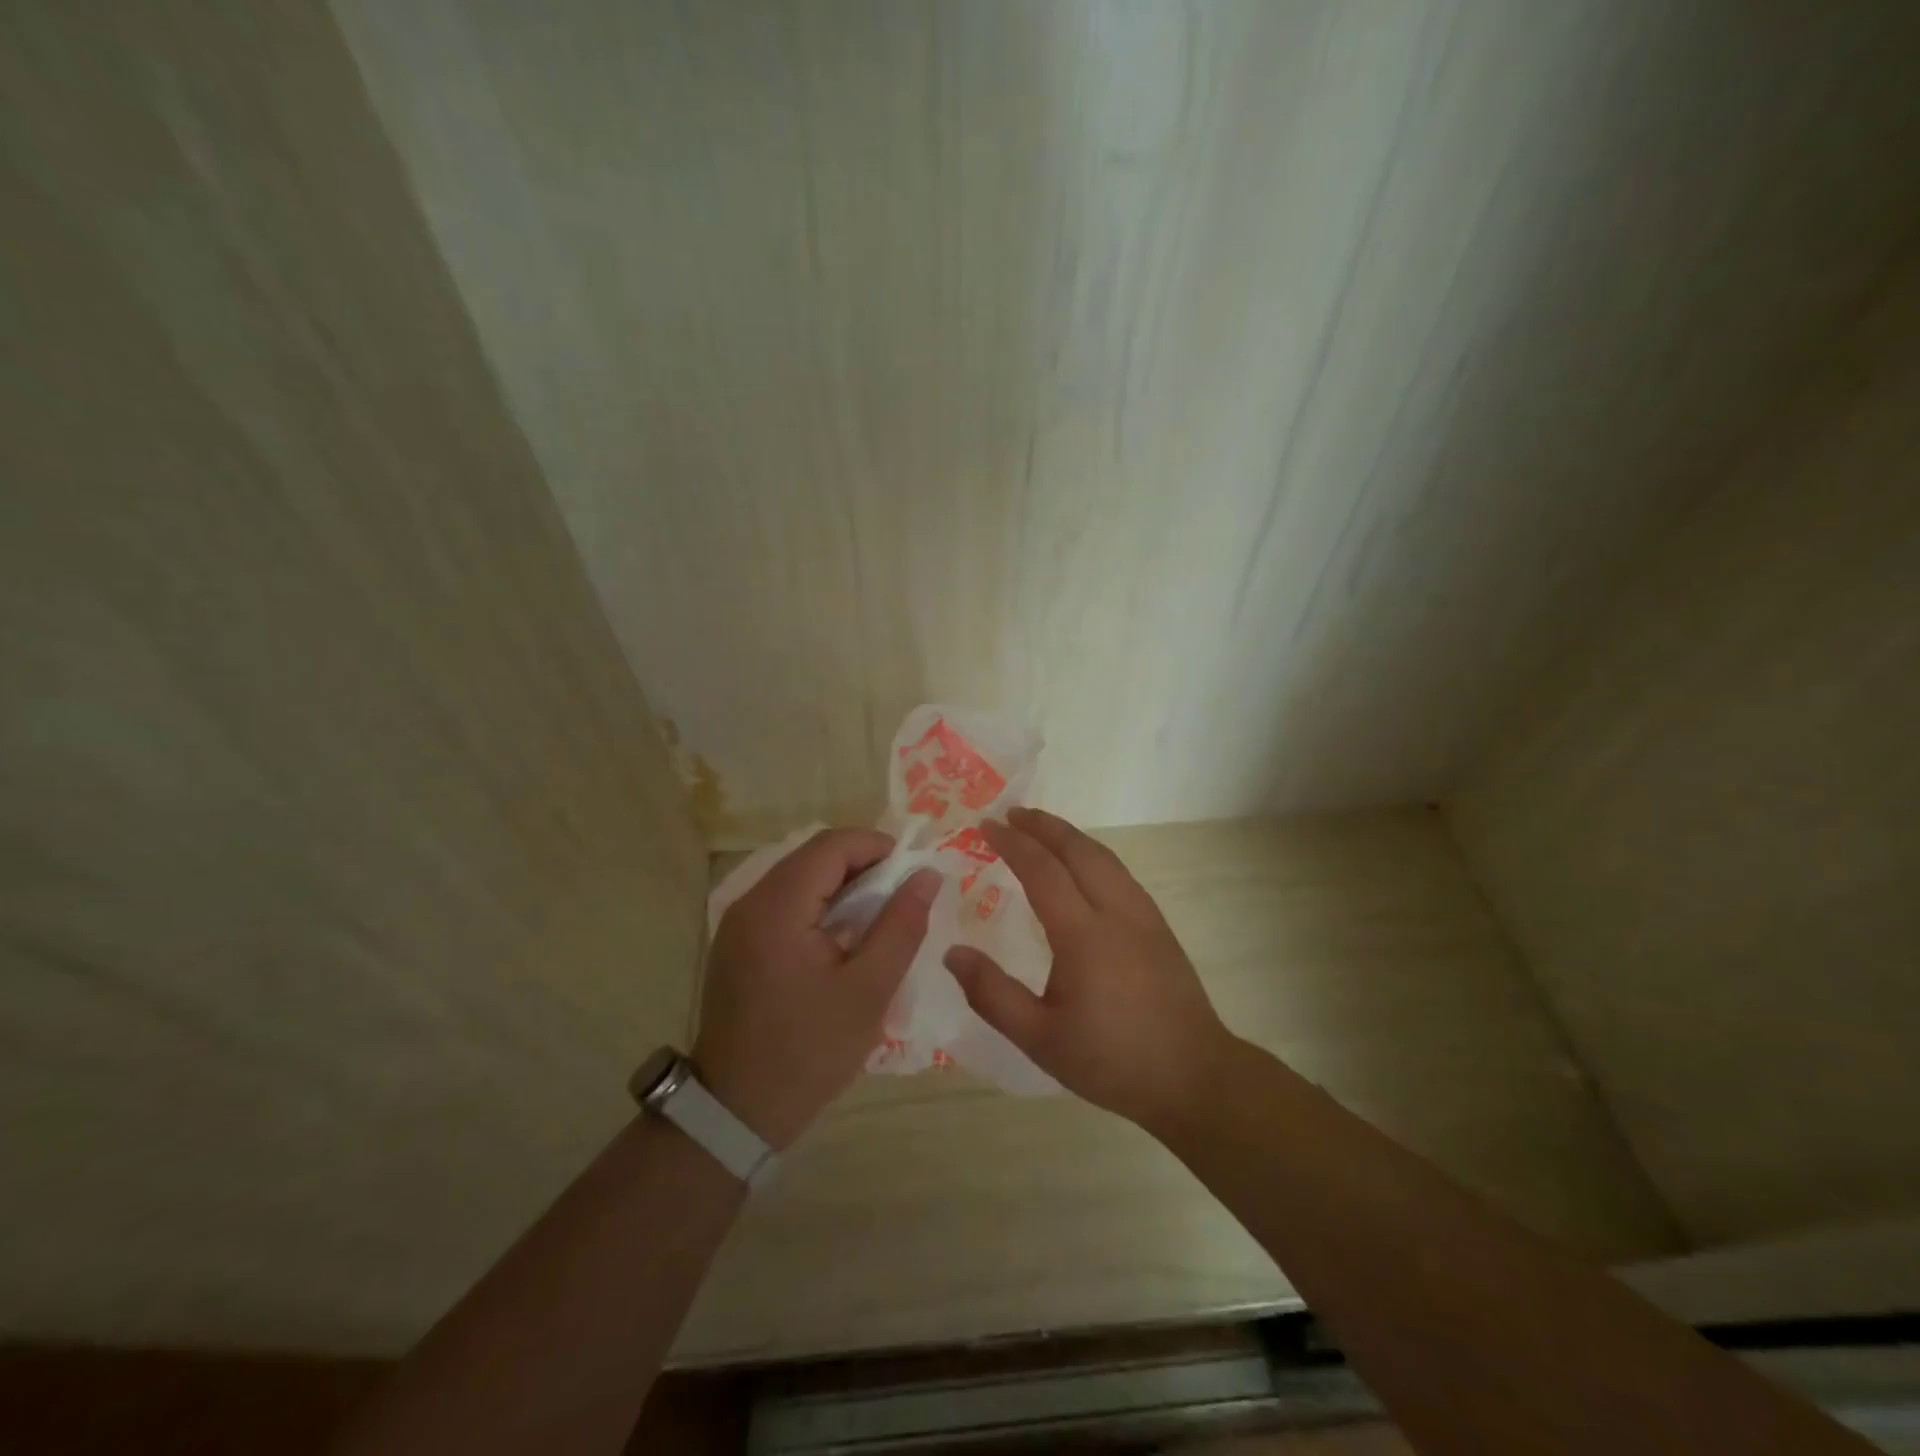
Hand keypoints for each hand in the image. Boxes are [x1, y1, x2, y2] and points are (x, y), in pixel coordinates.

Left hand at [695, 829, 937, 1149]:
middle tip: (900, 897)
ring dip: (841, 885)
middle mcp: (749, 902)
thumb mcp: (869, 990)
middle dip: (862, 865)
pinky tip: (841, 938)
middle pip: (812, 856)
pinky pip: (783, 902)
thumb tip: (927, 875)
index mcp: (777, 908)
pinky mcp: (736, 943)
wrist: (736, 1112)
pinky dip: (818, 905)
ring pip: (798, 877)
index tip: (912, 872)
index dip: (877, 846)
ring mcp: (737, 922)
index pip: (831, 845)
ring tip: (877, 918)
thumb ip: (901, 925)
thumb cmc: (809, 1052)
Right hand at [944, 807, 1227, 1130]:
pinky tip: (1082, 866)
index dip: (1012, 844)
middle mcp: (1116, 912)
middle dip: (1043, 826)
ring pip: (1104, 857)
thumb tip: (952, 952)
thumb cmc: (1111, 1060)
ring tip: (1041, 829)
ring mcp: (1144, 915)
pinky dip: (1091, 854)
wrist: (1193, 1077)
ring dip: (1069, 836)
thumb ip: (992, 994)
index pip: (1042, 870)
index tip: (986, 826)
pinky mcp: (1159, 926)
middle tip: (1011, 813)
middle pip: (1078, 850)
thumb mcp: (1040, 1038)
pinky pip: (1119, 872)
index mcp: (1084, 935)